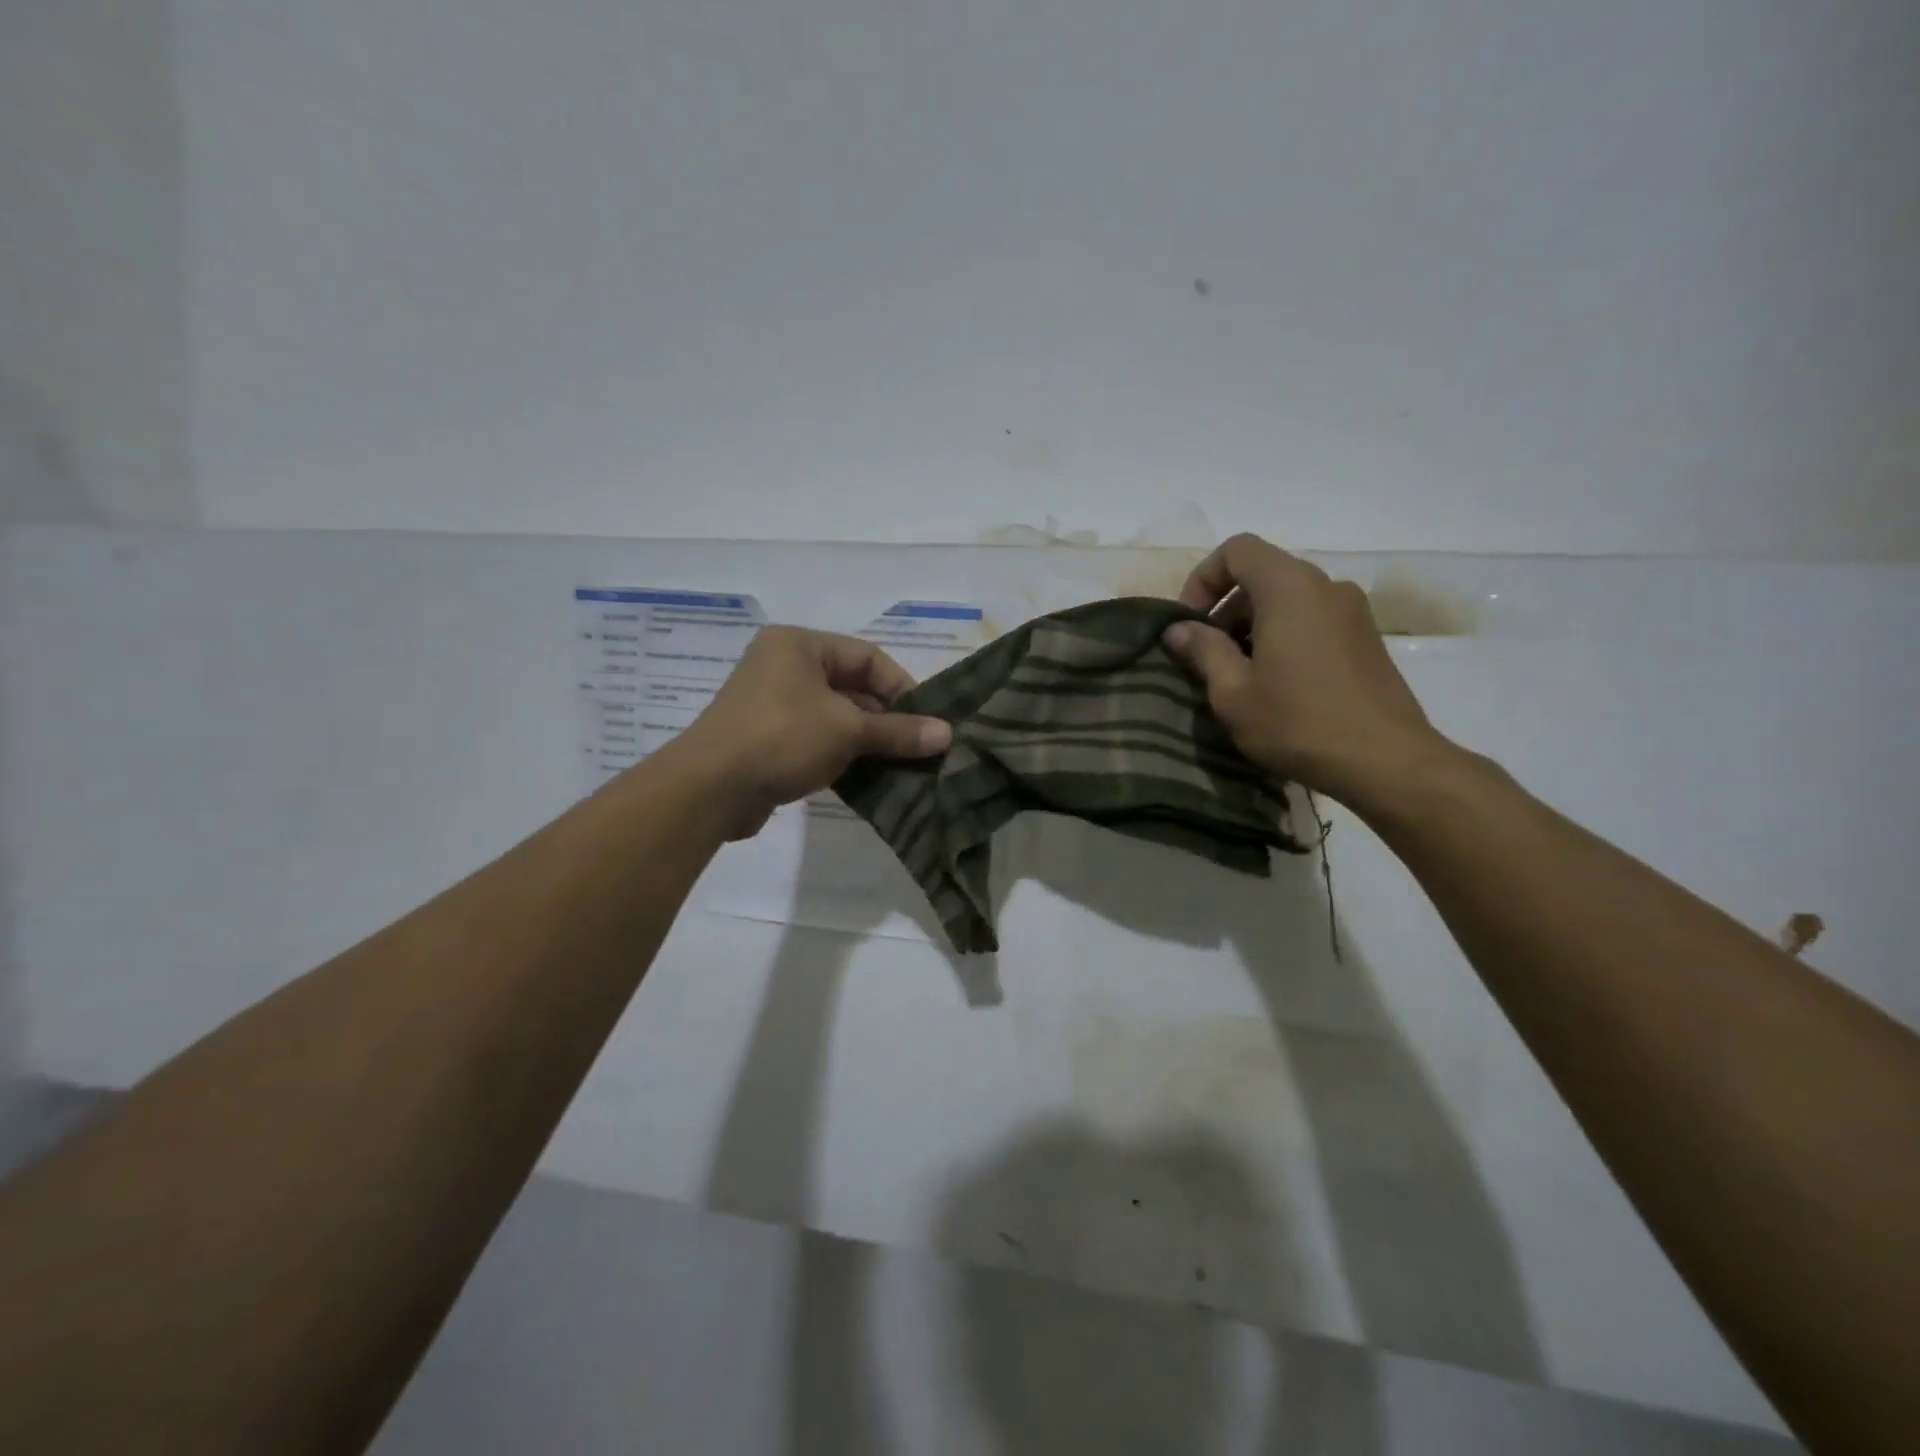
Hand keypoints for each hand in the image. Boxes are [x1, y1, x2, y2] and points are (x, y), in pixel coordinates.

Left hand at [675, 626, 951, 838]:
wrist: (709, 789)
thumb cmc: (782, 738)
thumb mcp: (848, 730)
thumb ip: (899, 731)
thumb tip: (947, 734)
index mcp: (799, 645)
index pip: (867, 657)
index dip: (902, 687)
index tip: (926, 721)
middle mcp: (784, 666)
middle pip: (852, 687)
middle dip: (886, 719)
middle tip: (917, 747)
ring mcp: (772, 703)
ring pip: (836, 716)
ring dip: (867, 740)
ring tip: (899, 765)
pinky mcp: (767, 738)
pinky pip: (816, 738)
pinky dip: (842, 754)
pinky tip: (867, 777)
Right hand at [1162, 534, 1452, 810]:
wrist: (1385, 762)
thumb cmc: (1298, 722)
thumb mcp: (1233, 692)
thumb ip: (1203, 651)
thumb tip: (1178, 629)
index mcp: (1289, 588)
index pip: (1237, 550)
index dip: (1203, 579)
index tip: (1190, 624)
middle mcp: (1325, 586)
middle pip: (1263, 573)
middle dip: (1226, 607)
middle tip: (1208, 655)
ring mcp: (1353, 611)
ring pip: (1288, 598)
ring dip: (1253, 625)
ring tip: (1239, 674)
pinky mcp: (1366, 638)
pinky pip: (1313, 619)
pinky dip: (1284, 635)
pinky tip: (1276, 683)